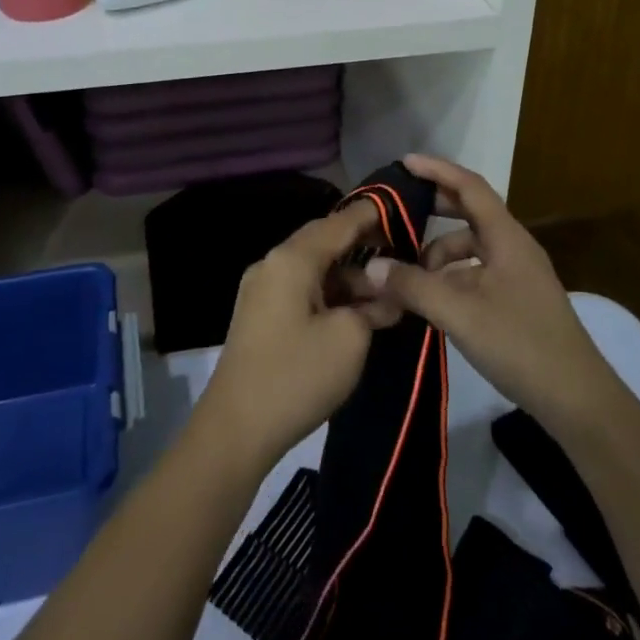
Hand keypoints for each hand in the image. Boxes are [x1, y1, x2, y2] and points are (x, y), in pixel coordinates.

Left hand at [194, 201, 384, 472]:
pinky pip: (302, 290)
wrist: (235, 429)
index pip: (339, 222)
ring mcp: (262, 290)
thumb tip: (386, 293)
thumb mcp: (350, 339)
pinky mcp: (260, 315)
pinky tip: (357, 313)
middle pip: (324, 242)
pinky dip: (330, 295)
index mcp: (292, 259)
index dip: (373, 214)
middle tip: (402, 252)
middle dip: (363, 247)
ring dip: (349, 278)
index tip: (404, 209)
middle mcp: (273, 264)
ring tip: (386, 296)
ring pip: (314, 269)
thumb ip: (374, 306)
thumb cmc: (297, 375)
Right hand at [364, 155, 620, 434]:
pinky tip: (430, 299)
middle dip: (433, 208)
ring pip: (471, 247)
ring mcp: (518, 274)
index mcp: (506, 237)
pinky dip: (450, 276)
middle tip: (396, 212)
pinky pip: (476, 272)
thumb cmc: (520, 343)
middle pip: (470, 213)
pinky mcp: (517, 299)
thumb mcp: (459, 313)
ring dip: (438, 252)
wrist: (577, 399)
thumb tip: (371, 267)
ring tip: (406, 272)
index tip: (404, 162)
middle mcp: (513, 247)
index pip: (470, 186)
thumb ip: (413, 286)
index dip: (437, 170)